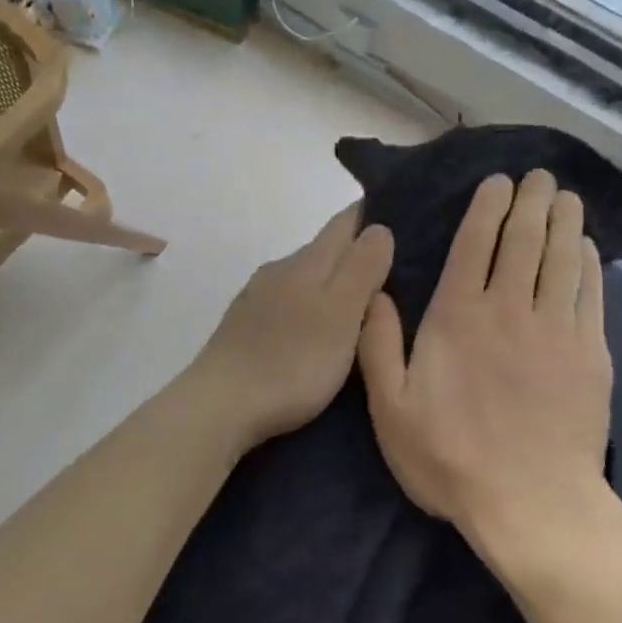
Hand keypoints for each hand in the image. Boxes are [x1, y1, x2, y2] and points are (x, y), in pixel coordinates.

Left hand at [194, 205, 394, 449]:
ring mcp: (257, 298)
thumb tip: (379, 227)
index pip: (345, 222)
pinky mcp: (244, 326)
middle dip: (356, 254)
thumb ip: (362, 268)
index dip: (373, 217)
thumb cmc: (292, 360)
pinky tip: (317, 332)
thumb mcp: (341, 314)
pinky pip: (288, 303)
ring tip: (360, 307)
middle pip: (325, 249)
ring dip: (332, 284)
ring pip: (305, 278)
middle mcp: (280, 270)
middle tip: (393, 272)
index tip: (401, 222)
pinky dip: (310, 308)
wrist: (220, 405)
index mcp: (307, 262)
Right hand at [359, 172, 612, 563]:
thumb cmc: (451, 458)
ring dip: (563, 221)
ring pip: (562, 259)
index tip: (497, 181)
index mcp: (458, 317)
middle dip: (531, 201)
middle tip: (538, 175)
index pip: (476, 245)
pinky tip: (586, 248)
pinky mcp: (590, 354)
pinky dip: (589, 264)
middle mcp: (509, 309)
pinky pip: (590, 294)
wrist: (531, 504)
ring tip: (565, 195)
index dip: (487, 207)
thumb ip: (378, 345)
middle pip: (525, 241)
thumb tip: (376, 292)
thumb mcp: (390, 409)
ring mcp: (556, 329)